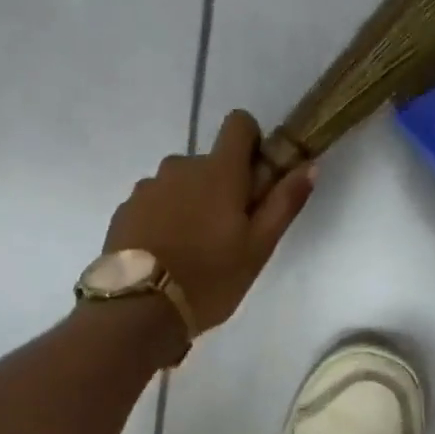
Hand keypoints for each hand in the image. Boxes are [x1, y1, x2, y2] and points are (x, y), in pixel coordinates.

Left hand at [102, 110, 316, 333]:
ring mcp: (148, 187)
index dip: (252, 142)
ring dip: (191, 202)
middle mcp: (180, 167)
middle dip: (221, 185)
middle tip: (228, 231)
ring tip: (193, 248)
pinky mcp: (125, 209)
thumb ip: (284, 202)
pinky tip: (167, 255)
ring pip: (180, 183)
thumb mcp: (259, 247)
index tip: (255, 178)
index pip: (238, 123)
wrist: (140, 309)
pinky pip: (154, 202)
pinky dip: (165, 218)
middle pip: (209, 162)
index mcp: (218, 172)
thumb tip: (309, 165)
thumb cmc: (210, 277)